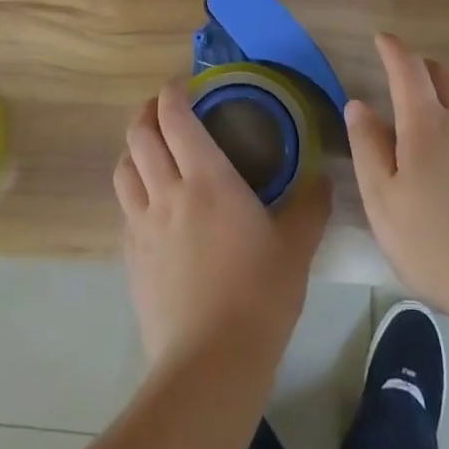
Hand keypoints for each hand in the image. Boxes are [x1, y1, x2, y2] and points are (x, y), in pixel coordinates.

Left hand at [114, 81, 331, 366]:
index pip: (175, 118)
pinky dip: (134, 193)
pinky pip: (125, 210)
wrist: (210, 364)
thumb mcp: (296, 246)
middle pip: (140, 136)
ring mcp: (143, 226)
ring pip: (124, 170)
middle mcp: (167, 191)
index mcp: (207, 178)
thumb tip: (323, 178)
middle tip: (163, 110)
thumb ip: (311, 205)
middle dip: (147, 113)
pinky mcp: (131, 258)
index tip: (182, 85)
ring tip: (151, 152)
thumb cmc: (259, 294)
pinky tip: (151, 207)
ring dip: (134, 151)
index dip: (172, 94)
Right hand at [346, 32, 448, 326]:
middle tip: (408, 72)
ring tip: (439, 108)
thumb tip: (357, 104)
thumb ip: (368, 148)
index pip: (408, 70)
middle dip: (423, 66)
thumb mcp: (384, 202)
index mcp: (426, 124)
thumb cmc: (439, 245)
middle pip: (445, 76)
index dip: (393, 50)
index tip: (383, 39)